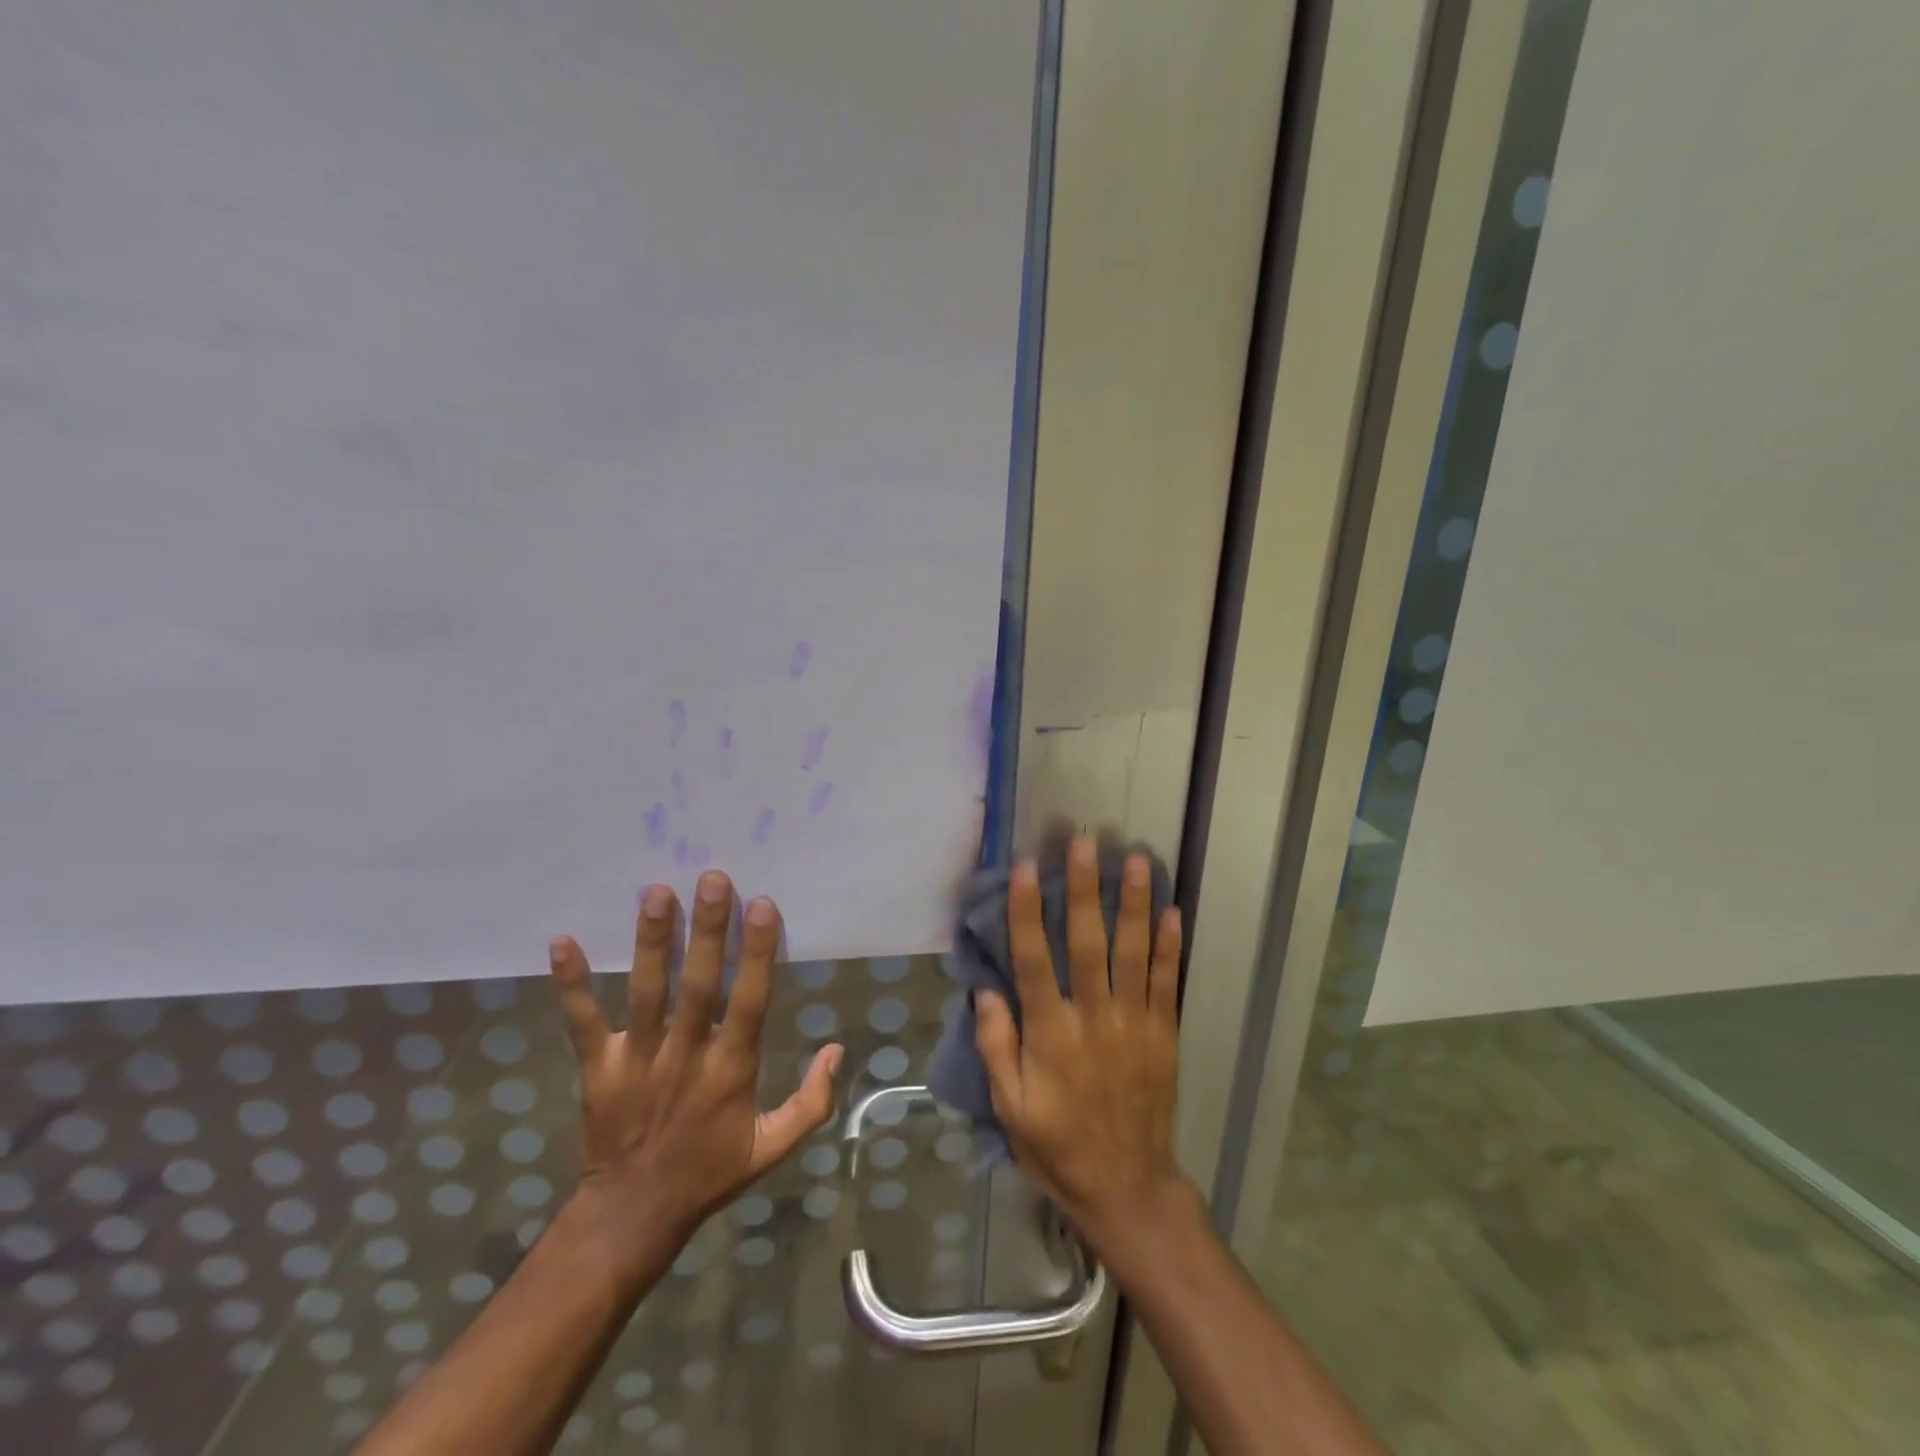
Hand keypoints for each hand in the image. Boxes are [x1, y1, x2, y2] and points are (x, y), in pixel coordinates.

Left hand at [546, 870, 842, 1259]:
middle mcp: (685, 1056)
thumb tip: (837, 1048)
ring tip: (656, 892)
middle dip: (707, 931)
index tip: (762, 904)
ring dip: (651, 943)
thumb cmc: (709, 1172)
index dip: (756, 953)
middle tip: (711, 878)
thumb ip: (811, 1102)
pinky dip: (571, 984)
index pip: (748, 1002)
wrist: (632, 1216)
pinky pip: (582, 1022)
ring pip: (646, 993)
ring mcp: (637, 1060)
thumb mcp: (772, 1147)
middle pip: (698, 986)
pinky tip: (562, 942)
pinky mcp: (597, 1068)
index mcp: (731, 1070)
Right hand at [973, 836, 1187, 1252]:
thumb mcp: (1009, 1109)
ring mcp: (1134, 1024)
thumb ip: (996, 1048)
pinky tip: (1173, 910)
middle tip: (1086, 843)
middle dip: (1085, 890)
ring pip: (1133, 953)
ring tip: (1138, 861)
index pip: (1034, 961)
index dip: (1027, 912)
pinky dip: (1170, 945)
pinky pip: (1167, 982)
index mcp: (1051, 1036)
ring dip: (1135, 905)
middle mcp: (1094, 1019)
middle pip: (1088, 944)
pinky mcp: (1164, 1034)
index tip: (1026, 868)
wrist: (1127, 1188)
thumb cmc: (1058, 1147)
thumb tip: (986, 991)